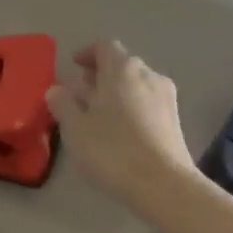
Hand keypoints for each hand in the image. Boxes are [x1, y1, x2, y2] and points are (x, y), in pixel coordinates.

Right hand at [47, 41, 199, 211]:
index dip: (87, 53)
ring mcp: (166, 97)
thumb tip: (57, 89)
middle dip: (101, 74)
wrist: (163, 185)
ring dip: (116, 92)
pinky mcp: (175, 120)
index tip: (74, 65)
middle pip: (122, 65)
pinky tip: (120, 129)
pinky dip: (131, 106)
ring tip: (98, 113)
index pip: (104, 47)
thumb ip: (63, 104)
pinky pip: (147, 102)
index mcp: (122, 69)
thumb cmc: (112, 151)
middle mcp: (148, 75)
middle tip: (82, 91)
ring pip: (136, 84)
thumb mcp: (75, 128)